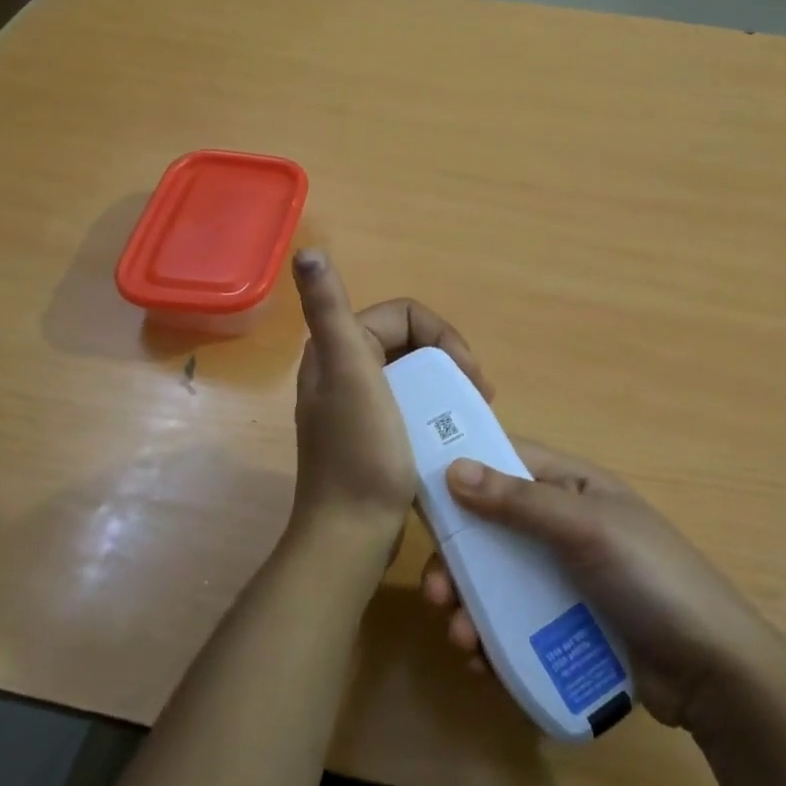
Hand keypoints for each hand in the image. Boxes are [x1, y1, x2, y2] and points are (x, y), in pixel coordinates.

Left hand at [289, 249, 487, 547]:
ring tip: (472, 412)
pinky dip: (435, 410)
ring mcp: (357, 405)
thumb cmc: (361, 453)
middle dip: (449, 361)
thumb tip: (307, 252)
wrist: (352, 533)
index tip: (469, 374)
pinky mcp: (371, 435)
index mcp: (337, 349)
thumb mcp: (350, 374)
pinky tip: (449, 432)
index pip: (404, 315)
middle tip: (478, 394)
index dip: (443, 336)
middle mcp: (342, 370)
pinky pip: (410, 404)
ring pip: (413, 374)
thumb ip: (329, 310)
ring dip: (446, 386)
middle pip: (411, 343)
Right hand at [421, 443, 754, 728]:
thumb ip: (520, 501)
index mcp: (572, 489)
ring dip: (469, 606)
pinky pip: (513, 623)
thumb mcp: (586, 530)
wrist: (712, 672)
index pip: (505, 462)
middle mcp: (562, 527)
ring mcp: (562, 579)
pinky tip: (481, 662)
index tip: (418, 496)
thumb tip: (453, 468)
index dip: (462, 472)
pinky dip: (491, 639)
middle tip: (436, 592)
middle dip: (457, 560)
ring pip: (496, 581)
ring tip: (463, 640)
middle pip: (490, 530)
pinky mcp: (564, 625)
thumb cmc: (652, 580)